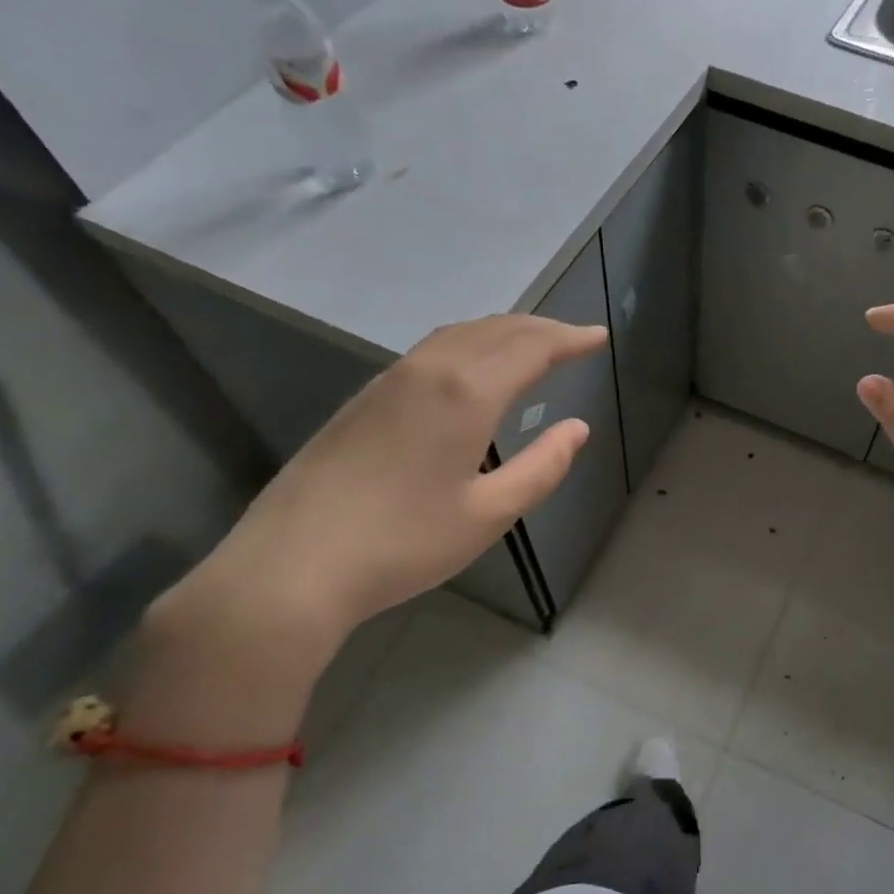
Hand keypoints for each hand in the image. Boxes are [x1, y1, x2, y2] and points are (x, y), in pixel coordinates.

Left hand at [186, 315, 605, 653]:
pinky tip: (472, 367)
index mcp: (467, 393)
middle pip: (496, 330)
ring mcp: (390, 380)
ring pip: (460, 334)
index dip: (570, 339)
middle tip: (575, 337)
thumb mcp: (489, 514)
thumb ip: (541, 467)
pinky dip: (470, 343)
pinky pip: (432, 350)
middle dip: (542, 328)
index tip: (600, 335)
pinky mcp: (365, 398)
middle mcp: (430, 371)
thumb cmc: (404, 543)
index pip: (532, 348)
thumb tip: (577, 428)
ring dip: (504, 331)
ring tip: (532, 343)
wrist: (293, 565)